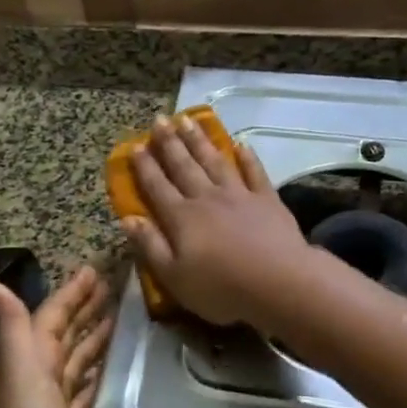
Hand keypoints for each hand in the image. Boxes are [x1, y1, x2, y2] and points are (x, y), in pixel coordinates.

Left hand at [0, 266, 113, 407]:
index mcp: (30, 360)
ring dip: (94, 341)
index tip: (94, 271)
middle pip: (65, 337)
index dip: (71, 293)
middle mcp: (39, 378)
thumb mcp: (19, 372)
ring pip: (77, 364)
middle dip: (85, 311)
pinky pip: (85, 395)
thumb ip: (10, 327)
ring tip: (121, 323)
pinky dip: (97, 379)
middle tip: (114, 290)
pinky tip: (112, 374)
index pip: (53, 316)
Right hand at [119, 114, 315, 331]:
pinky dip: (247, 157)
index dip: (144, 166)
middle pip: (184, 166)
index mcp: (181, 218)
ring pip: (214, 161)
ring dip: (200, 140)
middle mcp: (207, 198)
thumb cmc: (221, 288)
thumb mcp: (174, 277)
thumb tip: (127, 219)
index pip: (157, 187)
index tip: (135, 145)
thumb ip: (150, 246)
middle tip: (159, 120)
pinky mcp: (267, 199)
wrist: (279, 282)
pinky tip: (240, 144)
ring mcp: (239, 195)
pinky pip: (254, 172)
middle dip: (169, 143)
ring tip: (188, 120)